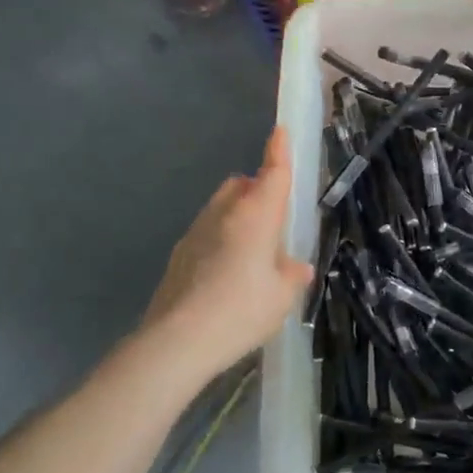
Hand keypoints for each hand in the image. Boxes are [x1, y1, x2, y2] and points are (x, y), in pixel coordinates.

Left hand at [144, 128, 314, 373]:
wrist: (177, 341)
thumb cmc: (241, 311)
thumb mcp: (281, 297)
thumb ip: (291, 275)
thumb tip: (295, 266)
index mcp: (255, 216)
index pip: (272, 174)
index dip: (279, 151)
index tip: (280, 131)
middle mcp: (224, 214)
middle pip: (241, 186)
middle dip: (257, 191)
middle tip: (274, 220)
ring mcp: (196, 232)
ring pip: (221, 209)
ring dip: (237, 218)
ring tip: (252, 255)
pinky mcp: (179, 255)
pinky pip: (207, 234)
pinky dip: (220, 241)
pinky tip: (227, 276)